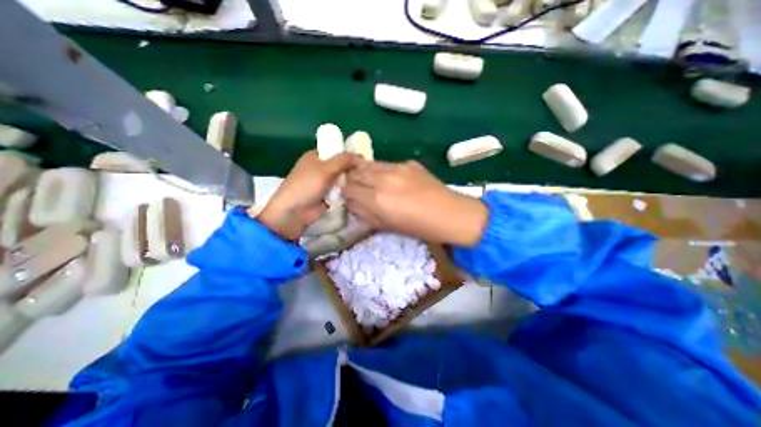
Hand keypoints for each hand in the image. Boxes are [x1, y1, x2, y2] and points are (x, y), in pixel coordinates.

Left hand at [255, 150, 359, 239]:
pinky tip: (359, 191)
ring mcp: (323, 183)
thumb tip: (361, 156)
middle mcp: (320, 168)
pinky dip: (347, 191)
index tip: (363, 157)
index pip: (335, 150)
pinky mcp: (327, 196)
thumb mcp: (325, 169)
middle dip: (351, 168)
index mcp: (315, 156)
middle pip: (340, 165)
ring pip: (341, 179)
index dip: (348, 153)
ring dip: (350, 181)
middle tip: (368, 171)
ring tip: (366, 181)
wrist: (295, 212)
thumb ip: (343, 160)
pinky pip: (341, 190)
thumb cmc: (306, 185)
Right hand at [344, 161, 487, 247]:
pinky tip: (388, 178)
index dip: (346, 194)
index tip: (350, 198)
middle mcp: (383, 179)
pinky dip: (380, 170)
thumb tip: (352, 204)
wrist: (450, 213)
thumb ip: (366, 214)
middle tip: (357, 189)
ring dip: (364, 172)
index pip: (348, 189)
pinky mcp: (408, 163)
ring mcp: (396, 168)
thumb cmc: (419, 227)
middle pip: (355, 173)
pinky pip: (385, 164)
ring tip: (369, 181)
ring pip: (369, 164)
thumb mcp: (387, 226)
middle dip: (352, 181)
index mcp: (377, 200)